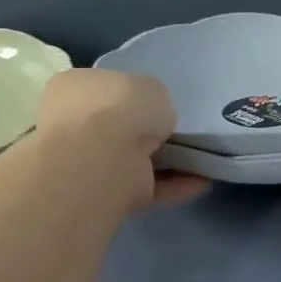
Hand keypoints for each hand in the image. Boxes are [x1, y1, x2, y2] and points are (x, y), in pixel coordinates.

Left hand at [35, 68, 203, 206]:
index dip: (133, 95)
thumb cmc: (119, 108)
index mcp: (75, 89)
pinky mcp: (113, 195)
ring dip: (169, 160)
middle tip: (181, 131)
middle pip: (120, 127)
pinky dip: (177, 184)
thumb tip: (156, 117)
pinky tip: (205, 179)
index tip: (160, 102)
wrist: (100, 159)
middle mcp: (78, 126)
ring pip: (137, 159)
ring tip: (204, 156)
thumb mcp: (151, 87)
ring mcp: (93, 164)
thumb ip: (154, 100)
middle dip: (148, 131)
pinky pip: (151, 186)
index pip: (106, 89)